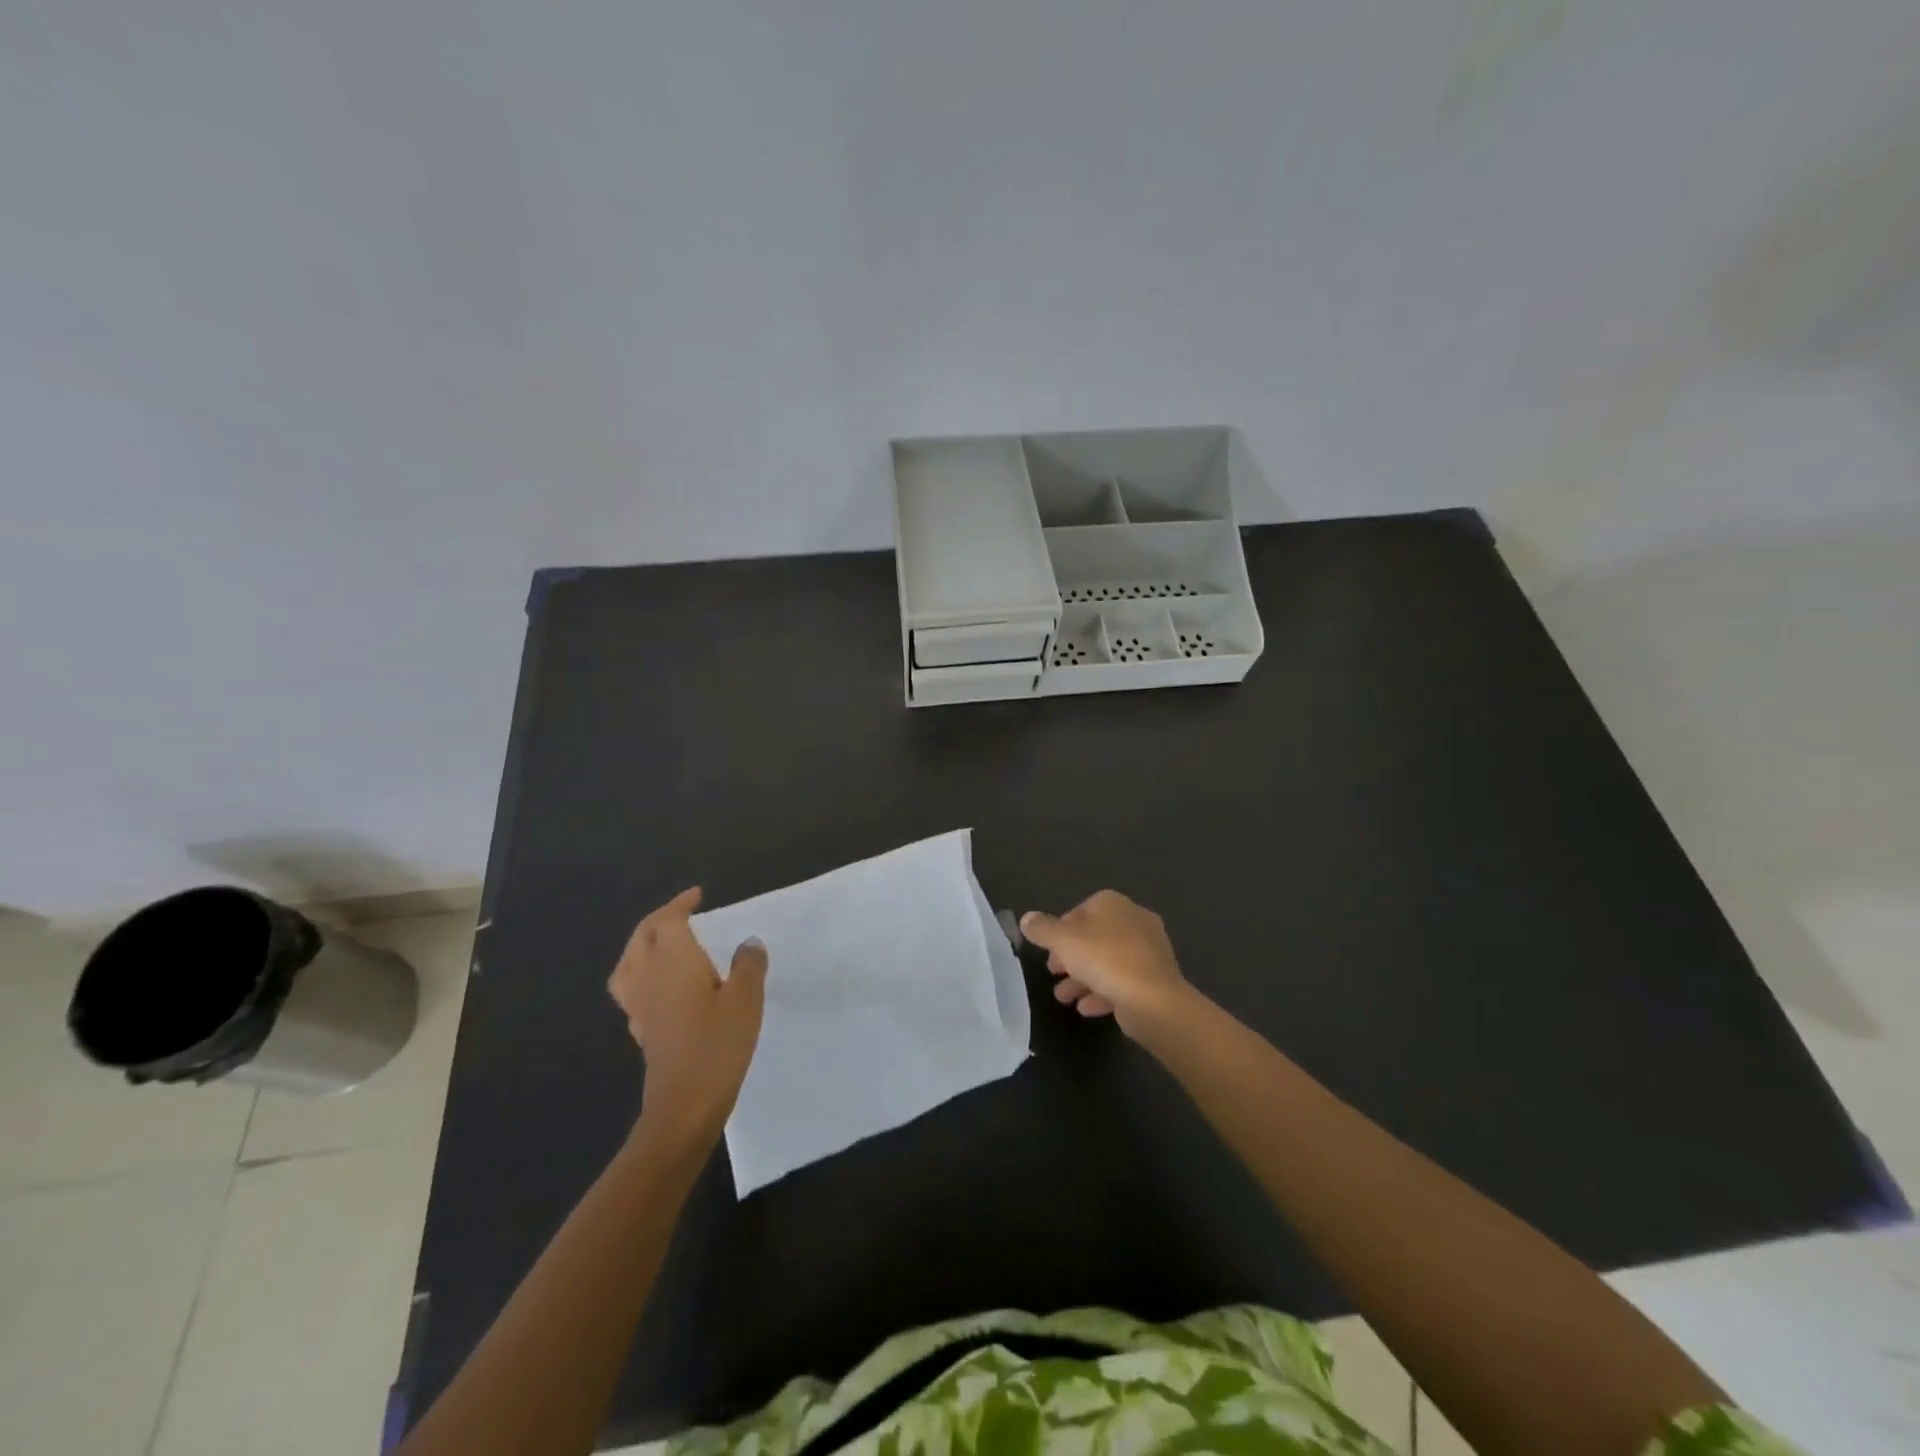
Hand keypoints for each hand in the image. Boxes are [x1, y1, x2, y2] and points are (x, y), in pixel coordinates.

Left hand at [608, 888, 767, 1152]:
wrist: (685, 1104)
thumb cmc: (718, 1043)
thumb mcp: (747, 998)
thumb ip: (748, 965)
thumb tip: (748, 943)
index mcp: (673, 960)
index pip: (668, 920)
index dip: (681, 904)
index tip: (698, 896)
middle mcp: (649, 976)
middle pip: (642, 937)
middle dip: (659, 920)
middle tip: (682, 913)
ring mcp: (640, 1005)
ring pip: (628, 963)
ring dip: (642, 946)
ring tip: (662, 944)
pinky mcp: (642, 1030)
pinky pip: (632, 990)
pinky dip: (642, 976)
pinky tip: (661, 987)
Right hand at [1020, 890, 1194, 1038]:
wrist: (1153, 999)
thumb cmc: (1104, 959)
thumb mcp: (1062, 940)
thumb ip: (1042, 929)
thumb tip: (1027, 918)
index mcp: (1113, 904)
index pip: (1080, 911)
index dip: (1060, 931)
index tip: (1047, 950)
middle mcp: (1134, 920)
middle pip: (1093, 937)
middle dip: (1070, 958)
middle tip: (1053, 973)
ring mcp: (1148, 950)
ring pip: (1107, 962)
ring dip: (1083, 979)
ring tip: (1064, 998)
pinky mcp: (1155, 978)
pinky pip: (1123, 981)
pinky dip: (1103, 992)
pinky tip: (1086, 1008)